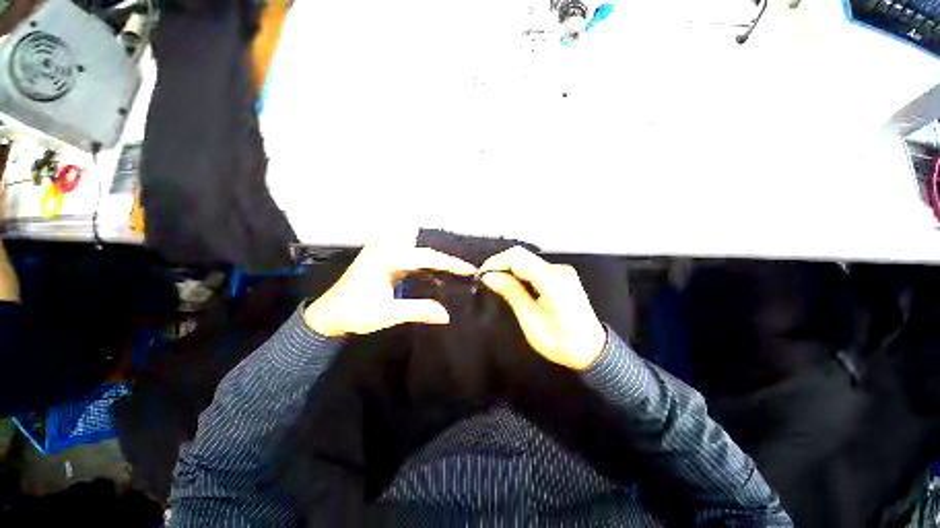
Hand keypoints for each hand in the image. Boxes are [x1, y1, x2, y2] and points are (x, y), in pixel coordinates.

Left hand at [304, 245, 476, 337]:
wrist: (327, 317)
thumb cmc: (355, 313)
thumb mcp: (388, 313)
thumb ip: (419, 311)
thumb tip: (446, 316)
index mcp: (387, 257)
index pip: (426, 257)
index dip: (450, 263)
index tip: (469, 270)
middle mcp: (386, 249)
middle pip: (424, 253)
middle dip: (446, 262)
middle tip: (466, 272)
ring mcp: (384, 254)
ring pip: (418, 257)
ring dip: (437, 266)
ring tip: (456, 275)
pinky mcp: (385, 262)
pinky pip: (411, 263)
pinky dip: (425, 270)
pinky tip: (436, 278)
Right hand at [480, 247, 606, 370]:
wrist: (592, 350)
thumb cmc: (560, 342)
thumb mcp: (531, 320)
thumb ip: (511, 293)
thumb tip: (489, 277)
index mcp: (553, 280)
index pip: (518, 258)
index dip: (496, 262)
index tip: (481, 274)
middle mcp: (559, 270)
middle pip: (523, 255)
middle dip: (500, 263)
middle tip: (485, 279)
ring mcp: (562, 271)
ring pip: (528, 260)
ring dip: (509, 267)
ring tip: (495, 281)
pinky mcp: (562, 275)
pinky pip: (535, 267)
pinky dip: (520, 272)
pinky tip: (511, 282)